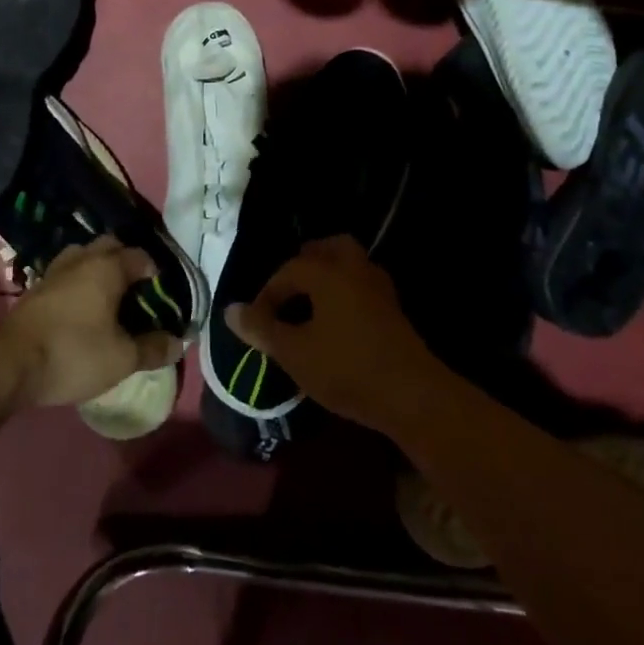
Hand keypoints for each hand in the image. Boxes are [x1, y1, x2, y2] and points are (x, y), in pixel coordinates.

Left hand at [0, 237, 183, 407]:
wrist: (10, 361)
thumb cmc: (73, 353)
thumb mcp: (121, 359)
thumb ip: (153, 349)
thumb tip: (180, 341)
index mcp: (109, 266)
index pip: (142, 257)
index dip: (157, 274)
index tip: (163, 295)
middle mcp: (84, 257)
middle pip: (112, 246)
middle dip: (127, 261)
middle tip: (138, 291)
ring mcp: (57, 269)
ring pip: (86, 255)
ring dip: (100, 267)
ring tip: (110, 295)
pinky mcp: (38, 286)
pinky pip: (68, 272)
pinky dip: (80, 280)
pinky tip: (82, 305)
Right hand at [226, 236, 442, 434]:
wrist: (412, 395)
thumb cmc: (347, 368)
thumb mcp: (294, 353)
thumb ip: (262, 329)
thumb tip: (231, 309)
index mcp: (327, 271)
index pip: (287, 271)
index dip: (267, 295)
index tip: (257, 324)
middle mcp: (354, 267)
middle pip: (327, 249)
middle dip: (305, 265)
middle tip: (289, 293)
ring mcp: (378, 286)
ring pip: (349, 264)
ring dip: (328, 277)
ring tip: (311, 307)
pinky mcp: (393, 308)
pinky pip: (362, 285)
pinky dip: (346, 292)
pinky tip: (337, 322)